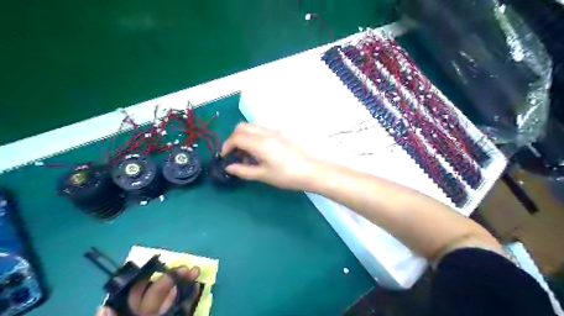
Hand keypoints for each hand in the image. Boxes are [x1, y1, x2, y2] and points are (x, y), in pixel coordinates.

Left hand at [95, 267, 200, 315]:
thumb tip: (103, 308)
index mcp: (129, 314)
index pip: (135, 295)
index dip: (148, 280)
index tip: (160, 270)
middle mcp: (144, 314)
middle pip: (157, 292)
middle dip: (172, 278)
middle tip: (188, 268)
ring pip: (171, 297)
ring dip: (183, 283)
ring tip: (196, 271)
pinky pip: (181, 308)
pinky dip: (189, 297)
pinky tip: (196, 287)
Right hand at [221, 124, 320, 190]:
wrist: (311, 171)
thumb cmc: (287, 176)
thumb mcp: (263, 175)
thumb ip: (243, 170)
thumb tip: (229, 167)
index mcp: (260, 143)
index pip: (236, 137)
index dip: (227, 146)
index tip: (225, 157)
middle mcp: (266, 133)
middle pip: (242, 127)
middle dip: (234, 138)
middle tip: (235, 154)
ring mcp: (275, 132)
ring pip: (252, 127)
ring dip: (244, 137)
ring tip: (247, 155)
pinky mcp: (281, 134)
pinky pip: (262, 130)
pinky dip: (254, 137)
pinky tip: (259, 152)